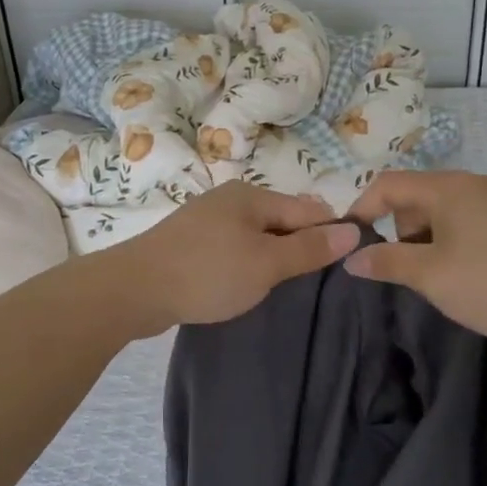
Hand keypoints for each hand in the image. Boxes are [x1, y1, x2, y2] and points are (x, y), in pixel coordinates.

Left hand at [115, 181, 358, 331]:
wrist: (134, 289)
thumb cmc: (207, 273)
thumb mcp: (266, 263)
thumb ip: (309, 248)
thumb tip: (353, 230)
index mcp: (252, 196)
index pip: (308, 209)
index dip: (331, 232)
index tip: (349, 263)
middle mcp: (230, 200)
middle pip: (282, 219)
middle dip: (302, 245)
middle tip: (319, 281)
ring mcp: (207, 220)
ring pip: (257, 235)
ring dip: (274, 256)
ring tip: (288, 286)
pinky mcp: (191, 243)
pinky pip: (234, 247)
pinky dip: (248, 262)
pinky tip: (249, 283)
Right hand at [344, 170, 486, 340]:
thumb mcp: (429, 276)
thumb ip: (386, 262)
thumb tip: (351, 258)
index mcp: (448, 187)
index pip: (388, 184)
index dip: (362, 208)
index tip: (351, 241)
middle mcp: (471, 183)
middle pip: (415, 195)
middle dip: (398, 228)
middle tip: (404, 267)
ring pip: (440, 210)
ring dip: (425, 237)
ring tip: (436, 275)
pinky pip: (465, 219)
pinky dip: (449, 239)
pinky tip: (463, 272)